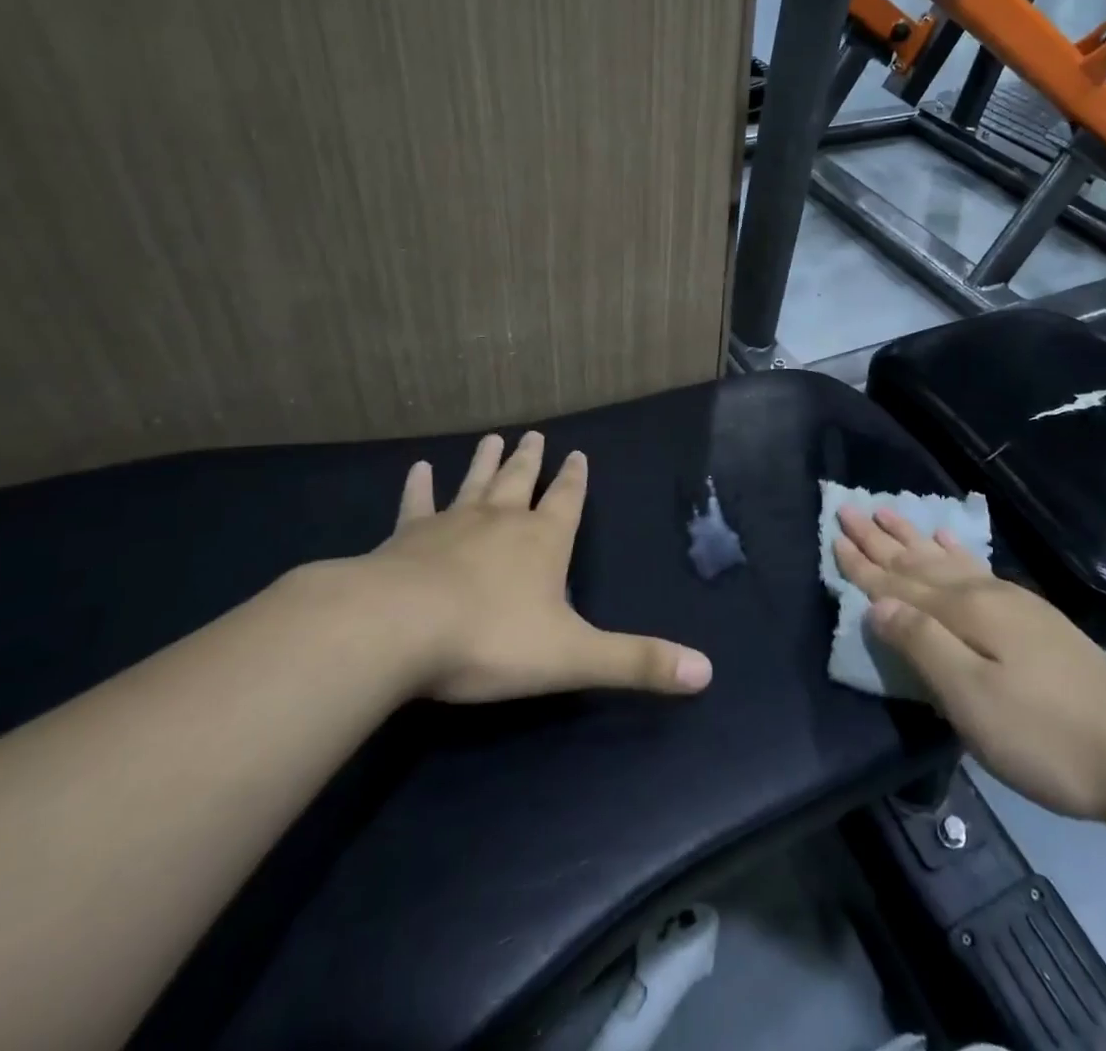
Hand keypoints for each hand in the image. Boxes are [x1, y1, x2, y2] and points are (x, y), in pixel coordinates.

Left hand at [339, 432, 712, 702]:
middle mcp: (500, 522)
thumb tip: (707, 673)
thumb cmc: (492, 640)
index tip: (577, 454)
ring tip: (492, 438)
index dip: (574, 479)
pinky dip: (418, 487)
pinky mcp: (405, 539)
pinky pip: (416, 505)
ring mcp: (450, 525)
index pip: (566, 500)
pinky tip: (417, 469)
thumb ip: (637, 663)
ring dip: (484, 462)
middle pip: (520, 481)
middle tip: (534, 433)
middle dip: (531, 460)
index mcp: (543, 542)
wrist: (398, 630)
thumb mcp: (574, 656)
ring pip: (474, 484)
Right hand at [833, 505, 1105, 823]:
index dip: (862, 564)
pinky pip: (977, 568)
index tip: (833, 534)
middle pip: (917, 562)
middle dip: (879, 539)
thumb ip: (921, 646)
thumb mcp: (971, 699)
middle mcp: (981, 595)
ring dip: (911, 538)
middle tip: (847, 507)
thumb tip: (875, 604)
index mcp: (962, 614)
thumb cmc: (1044, 735)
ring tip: (887, 511)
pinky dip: (955, 551)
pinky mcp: (1030, 616)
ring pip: (944, 560)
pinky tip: (947, 541)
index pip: (897, 584)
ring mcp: (1010, 602)